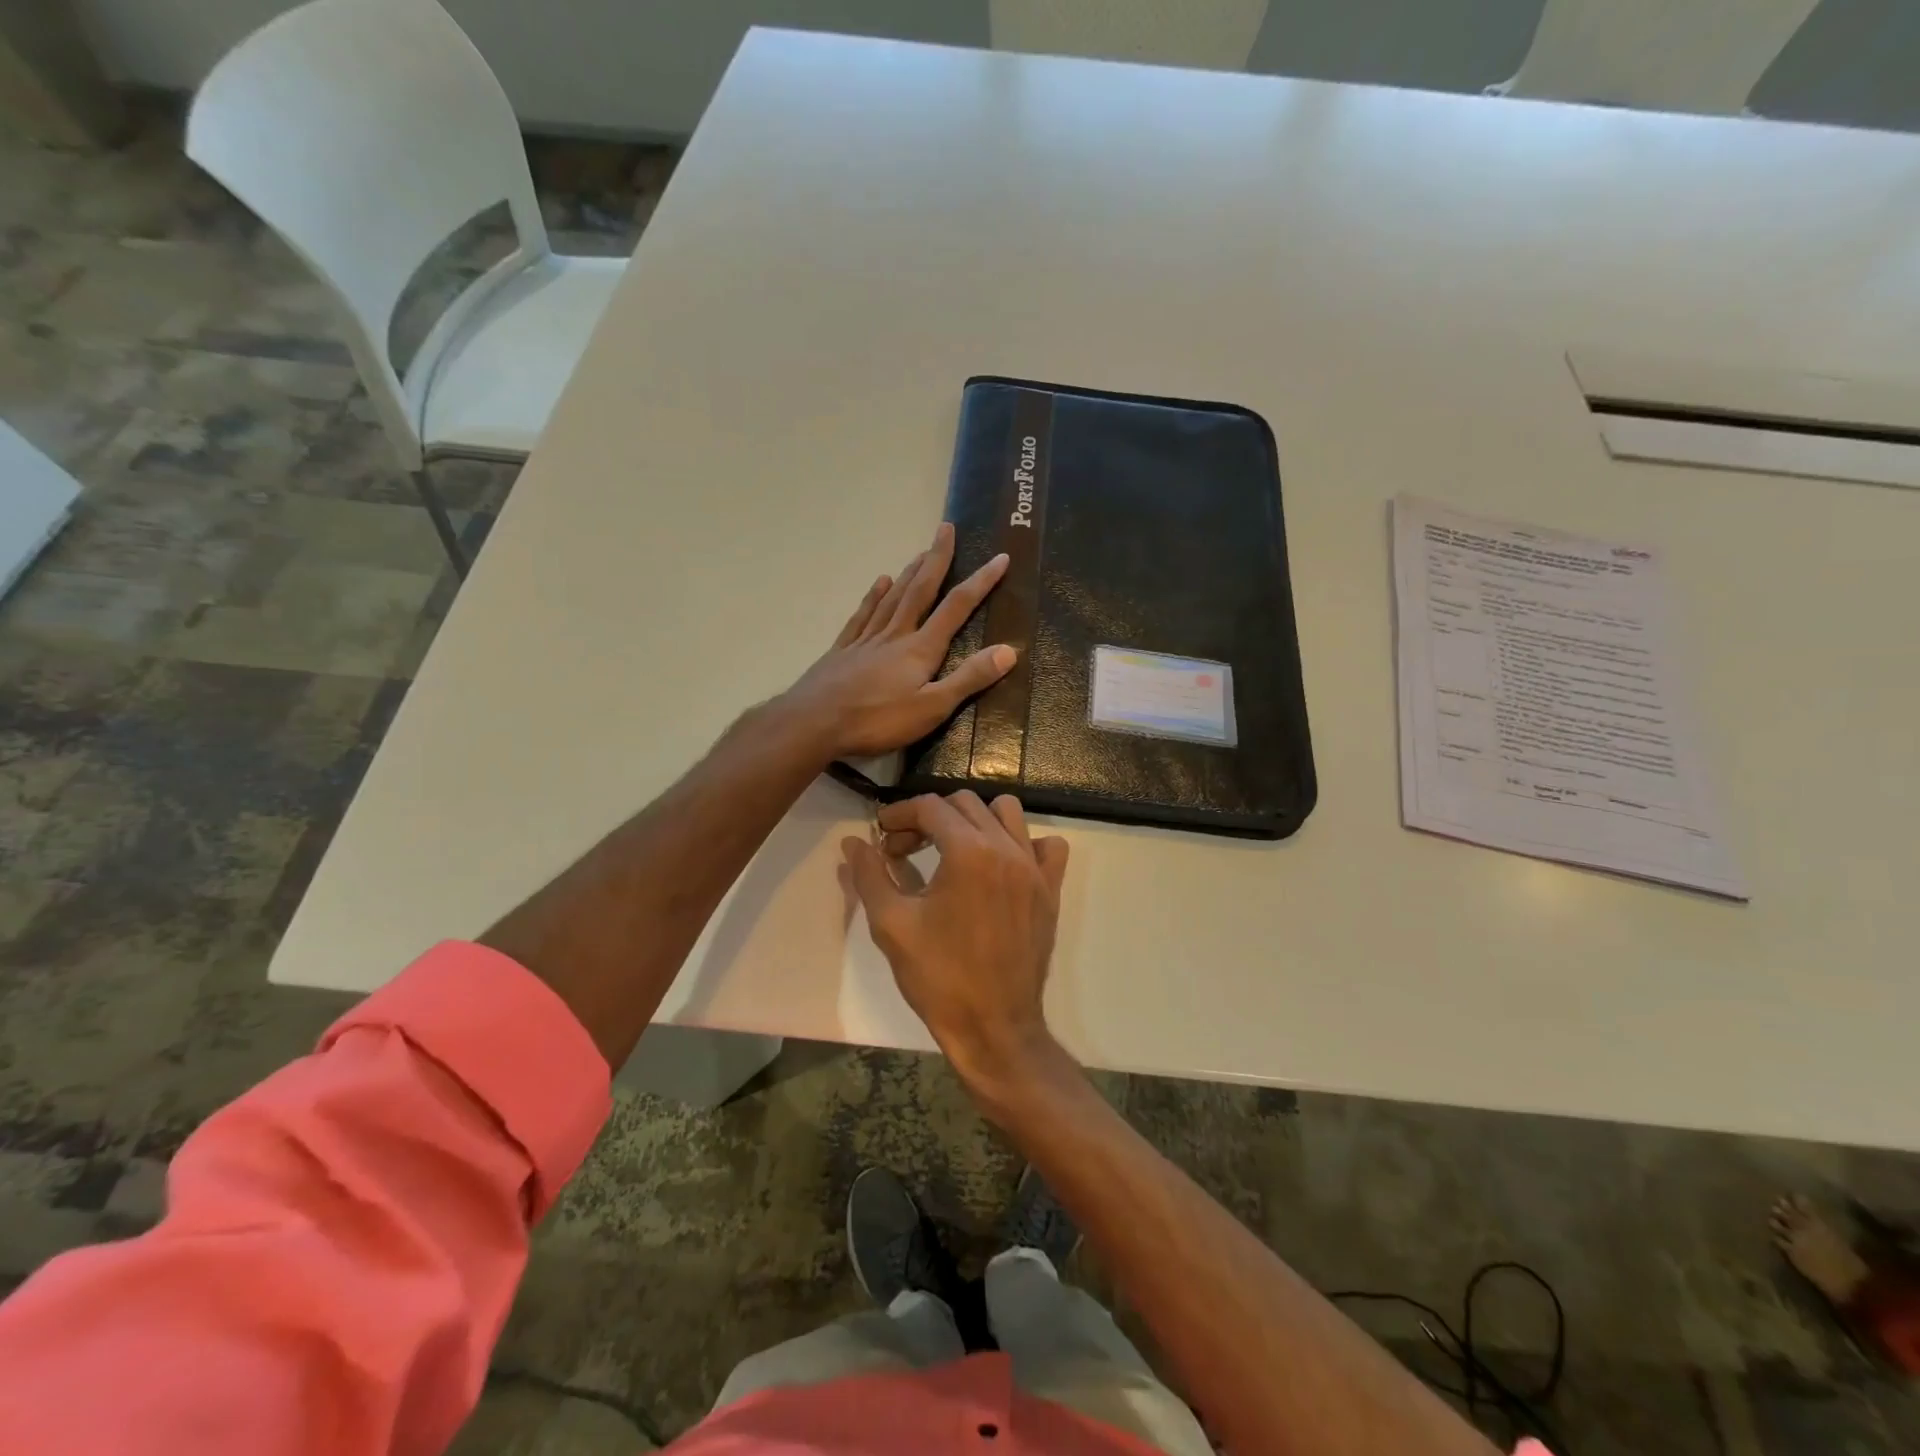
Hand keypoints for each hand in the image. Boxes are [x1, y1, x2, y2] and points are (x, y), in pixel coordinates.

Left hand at [784, 523, 1013, 759]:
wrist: (813, 723)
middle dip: (937, 559)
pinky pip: (863, 614)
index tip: (1000, 558)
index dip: (980, 583)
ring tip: (921, 552)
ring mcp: (865, 640)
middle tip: (946, 528)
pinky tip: (880, 582)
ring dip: (910, 572)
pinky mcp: (843, 650)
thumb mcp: (931, 708)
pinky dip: (874, 596)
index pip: (956, 608)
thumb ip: (968, 679)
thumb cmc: (876, 721)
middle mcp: (895, 635)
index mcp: (920, 649)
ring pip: (892, 597)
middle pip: (920, 590)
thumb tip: (1009, 650)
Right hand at [842, 791, 1069, 1098]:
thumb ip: (870, 874)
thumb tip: (853, 842)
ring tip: (951, 849)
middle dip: (928, 818)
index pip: (930, 808)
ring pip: (1006, 814)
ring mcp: (1035, 868)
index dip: (898, 815)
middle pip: (964, 804)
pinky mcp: (1050, 890)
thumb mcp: (891, 924)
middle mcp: (1006, 848)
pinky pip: (1047, 846)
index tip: (880, 835)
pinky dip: (1023, 843)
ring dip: (974, 820)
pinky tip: (1000, 865)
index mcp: (969, 852)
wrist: (994, 1027)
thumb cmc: (938, 977)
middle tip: (904, 851)